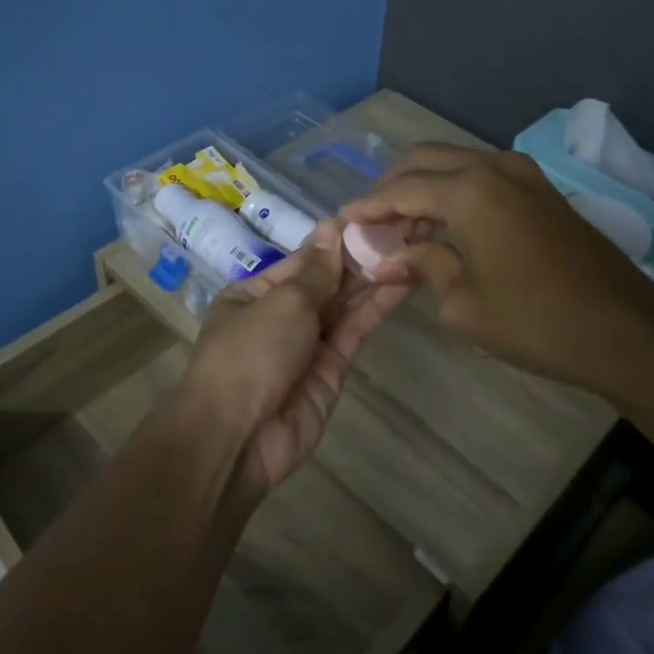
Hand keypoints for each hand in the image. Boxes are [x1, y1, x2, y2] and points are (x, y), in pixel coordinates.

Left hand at [176, 221, 408, 496]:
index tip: (375, 216)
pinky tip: (403, 281)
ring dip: (375, 277)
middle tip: (406, 227)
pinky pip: (355, 330)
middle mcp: (281, 315)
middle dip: (362, 256)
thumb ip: (316, 271)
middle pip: (327, 280)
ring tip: (413, 246)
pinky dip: (377, 307)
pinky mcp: (332, 369)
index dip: (338, 238)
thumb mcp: (282, 302)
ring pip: (345, 304)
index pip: (303, 259)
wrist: (239, 438)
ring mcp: (307, 343)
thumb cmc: (250, 354)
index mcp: (254, 293)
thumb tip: (332, 227)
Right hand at [340, 145, 653, 398]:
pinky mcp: (540, 189)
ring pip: (454, 164)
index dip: (368, 207)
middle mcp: (493, 167)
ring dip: (423, 189)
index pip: (401, 189)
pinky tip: (443, 228)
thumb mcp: (461, 302)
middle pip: (425, 160)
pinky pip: (481, 177)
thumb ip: (421, 266)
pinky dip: (453, 193)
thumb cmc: (534, 320)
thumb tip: (387, 260)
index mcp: (469, 190)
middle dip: (392, 188)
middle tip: (371, 224)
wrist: (623, 329)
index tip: (342, 222)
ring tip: (402, 231)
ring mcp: (522, 174)